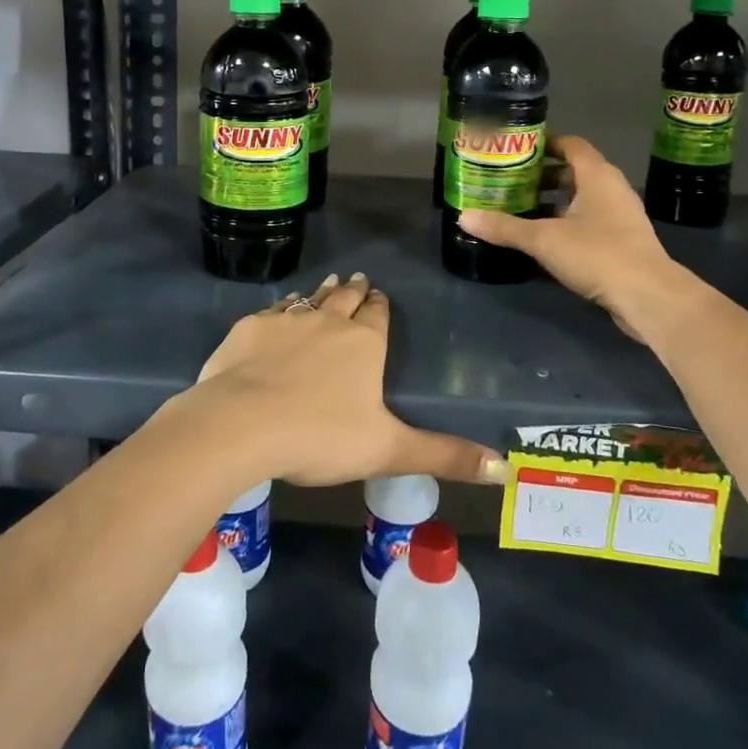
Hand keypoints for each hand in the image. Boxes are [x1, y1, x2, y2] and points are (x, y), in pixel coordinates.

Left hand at [184, 274, 506, 488]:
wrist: (242, 423)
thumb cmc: (321, 436)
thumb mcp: (388, 450)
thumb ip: (444, 455)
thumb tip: (505, 468)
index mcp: (363, 343)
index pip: (378, 314)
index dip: (380, 305)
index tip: (380, 296)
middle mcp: (328, 321)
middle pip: (345, 298)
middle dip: (353, 290)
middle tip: (357, 280)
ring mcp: (286, 320)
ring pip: (309, 300)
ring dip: (320, 294)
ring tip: (327, 285)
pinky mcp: (250, 328)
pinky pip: (272, 310)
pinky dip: (281, 309)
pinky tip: (278, 312)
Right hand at [456, 134, 697, 342]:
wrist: (648, 297)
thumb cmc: (598, 254)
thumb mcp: (544, 239)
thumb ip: (505, 227)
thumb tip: (463, 216)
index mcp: (597, 175)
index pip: (571, 144)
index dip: (545, 143)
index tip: (516, 149)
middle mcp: (611, 189)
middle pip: (574, 172)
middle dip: (542, 176)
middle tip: (509, 181)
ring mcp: (620, 216)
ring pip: (581, 199)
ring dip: (553, 202)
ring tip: (519, 209)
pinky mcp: (622, 242)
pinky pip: (589, 221)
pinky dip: (566, 223)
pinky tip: (543, 239)